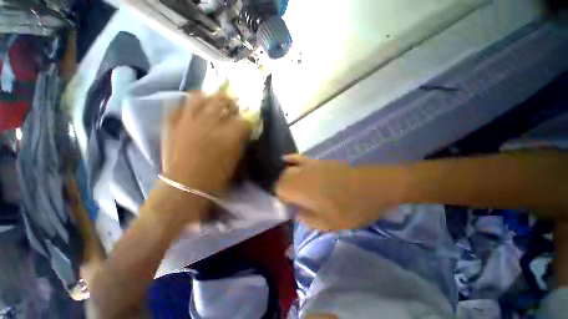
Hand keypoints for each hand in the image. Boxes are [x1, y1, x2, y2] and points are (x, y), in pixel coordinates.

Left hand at [162, 92, 250, 196]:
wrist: (184, 186)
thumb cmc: (215, 177)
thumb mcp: (235, 160)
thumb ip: (240, 142)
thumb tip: (243, 131)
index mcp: (228, 135)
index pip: (243, 119)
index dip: (248, 119)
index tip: (248, 119)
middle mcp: (209, 123)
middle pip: (222, 102)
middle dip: (230, 101)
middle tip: (232, 103)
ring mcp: (188, 121)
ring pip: (198, 98)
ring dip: (208, 96)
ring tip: (212, 98)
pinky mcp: (172, 125)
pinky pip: (179, 106)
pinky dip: (187, 104)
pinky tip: (192, 106)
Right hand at [276, 155, 401, 229]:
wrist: (373, 186)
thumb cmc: (352, 207)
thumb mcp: (329, 223)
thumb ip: (307, 219)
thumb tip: (295, 212)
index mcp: (301, 189)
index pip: (278, 190)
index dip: (279, 199)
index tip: (286, 207)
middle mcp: (301, 174)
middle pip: (281, 178)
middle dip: (281, 189)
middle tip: (290, 201)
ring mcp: (310, 165)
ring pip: (288, 169)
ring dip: (284, 177)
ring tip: (289, 188)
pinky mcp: (318, 161)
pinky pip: (299, 158)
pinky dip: (291, 159)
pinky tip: (285, 160)